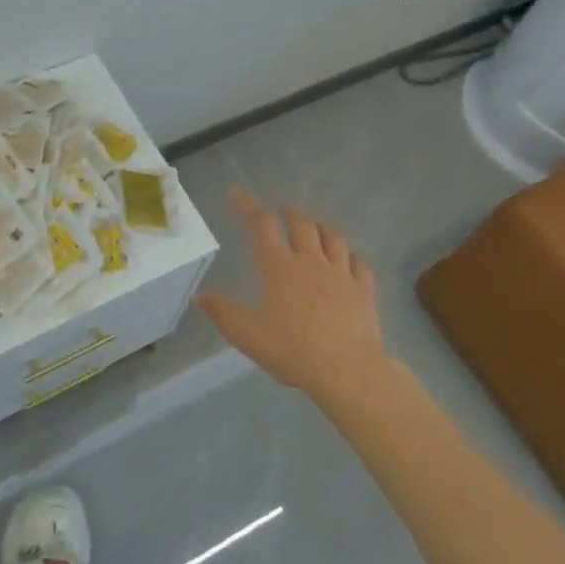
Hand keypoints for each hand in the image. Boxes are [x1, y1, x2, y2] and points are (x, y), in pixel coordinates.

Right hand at [196, 188, 390, 404]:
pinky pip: (359, 262)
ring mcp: (341, 273)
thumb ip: (223, 313)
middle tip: (281, 211)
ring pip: (333, 237)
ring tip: (314, 227)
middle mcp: (310, 261)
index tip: (235, 193)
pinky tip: (349, 258)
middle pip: (301, 223)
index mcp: (279, 267)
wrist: (347, 370)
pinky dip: (351, 255)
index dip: (247, 206)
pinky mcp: (364, 289)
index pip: (261, 225)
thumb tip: (200, 297)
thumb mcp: (247, 335)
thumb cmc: (292, 350)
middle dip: (288, 212)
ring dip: (320, 226)